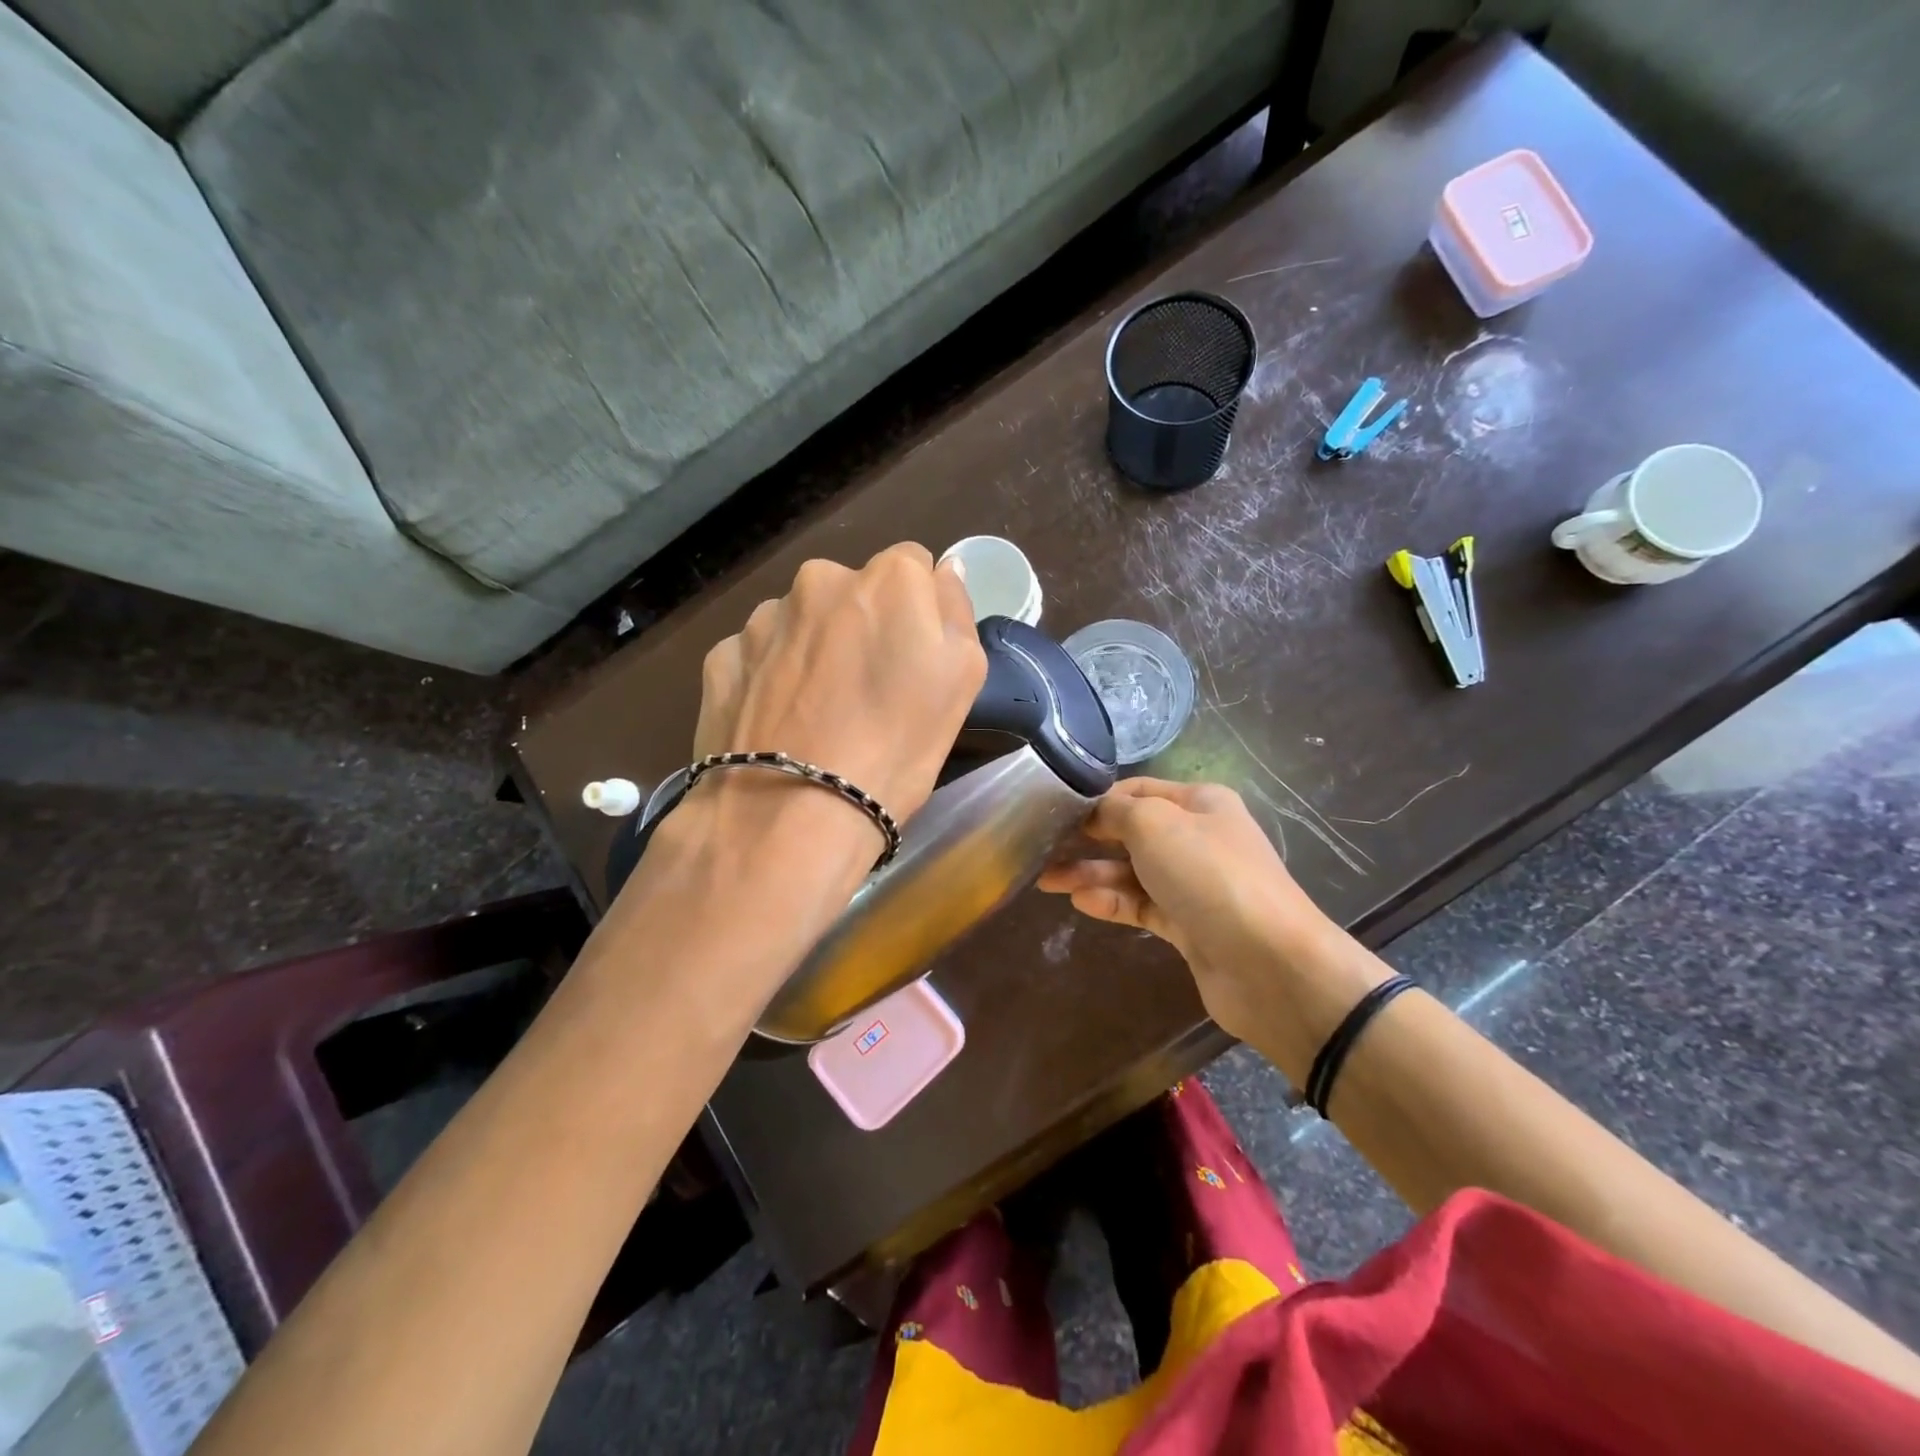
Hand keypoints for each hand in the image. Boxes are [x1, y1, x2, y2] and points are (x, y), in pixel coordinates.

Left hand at [691, 543, 985, 841]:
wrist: (791, 816)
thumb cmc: (896, 748)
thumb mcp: (962, 679)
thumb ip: (956, 610)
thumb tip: (943, 570)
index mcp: (887, 579)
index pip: (914, 566)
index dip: (918, 613)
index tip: (914, 661)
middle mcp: (819, 580)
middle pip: (854, 592)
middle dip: (863, 626)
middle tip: (867, 692)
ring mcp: (763, 617)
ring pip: (803, 621)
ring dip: (814, 649)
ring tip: (818, 714)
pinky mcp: (721, 656)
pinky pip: (761, 654)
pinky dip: (772, 676)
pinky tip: (780, 723)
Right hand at [1038, 778, 1351, 1042]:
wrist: (1269, 963)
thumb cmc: (1209, 875)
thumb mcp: (1154, 825)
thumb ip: (1116, 812)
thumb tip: (1095, 813)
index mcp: (1200, 803)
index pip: (1138, 791)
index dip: (1098, 800)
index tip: (1056, 813)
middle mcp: (1198, 839)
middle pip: (1132, 832)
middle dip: (1088, 839)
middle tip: (1041, 849)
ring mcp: (1195, 885)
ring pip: (1133, 872)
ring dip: (1092, 873)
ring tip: (1048, 880)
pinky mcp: (1189, 926)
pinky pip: (1142, 906)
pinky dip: (1112, 902)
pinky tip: (1081, 903)